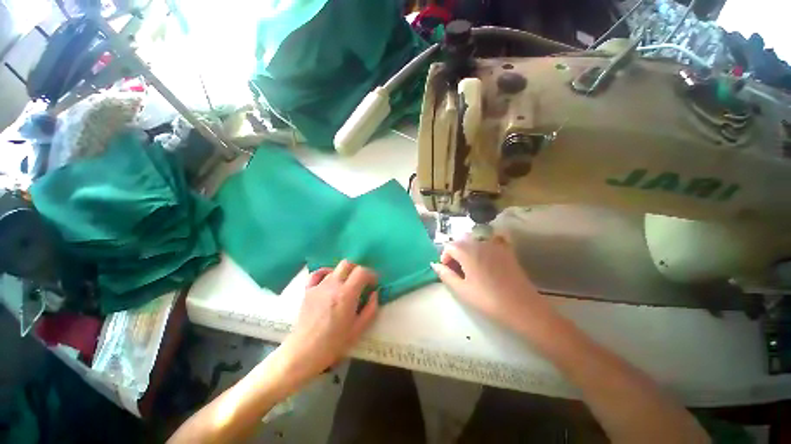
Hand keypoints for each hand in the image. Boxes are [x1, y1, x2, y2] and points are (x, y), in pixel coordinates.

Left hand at [279, 260, 377, 382]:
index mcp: (347, 294)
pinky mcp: (308, 290)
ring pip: (335, 269)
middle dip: (358, 269)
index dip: (371, 274)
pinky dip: (326, 273)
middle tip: (361, 281)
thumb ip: (371, 309)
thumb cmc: (334, 343)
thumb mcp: (359, 329)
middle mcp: (333, 285)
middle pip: (348, 264)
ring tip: (347, 285)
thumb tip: (375, 294)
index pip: (362, 271)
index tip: (373, 283)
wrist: (304, 352)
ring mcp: (319, 286)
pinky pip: (317, 274)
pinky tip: (330, 279)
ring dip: (344, 274)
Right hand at [430, 233, 554, 331]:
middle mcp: (479, 243)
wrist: (521, 307)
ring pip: (475, 240)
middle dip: (455, 252)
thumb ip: (445, 275)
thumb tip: (435, 265)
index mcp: (466, 251)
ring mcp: (495, 245)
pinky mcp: (506, 250)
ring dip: (468, 249)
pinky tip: (487, 257)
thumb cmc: (487, 299)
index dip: (445, 258)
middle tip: (458, 269)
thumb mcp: (462, 290)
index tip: (448, 271)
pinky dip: (485, 245)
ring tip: (471, 266)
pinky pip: (492, 240)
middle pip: (461, 241)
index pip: (449, 247)